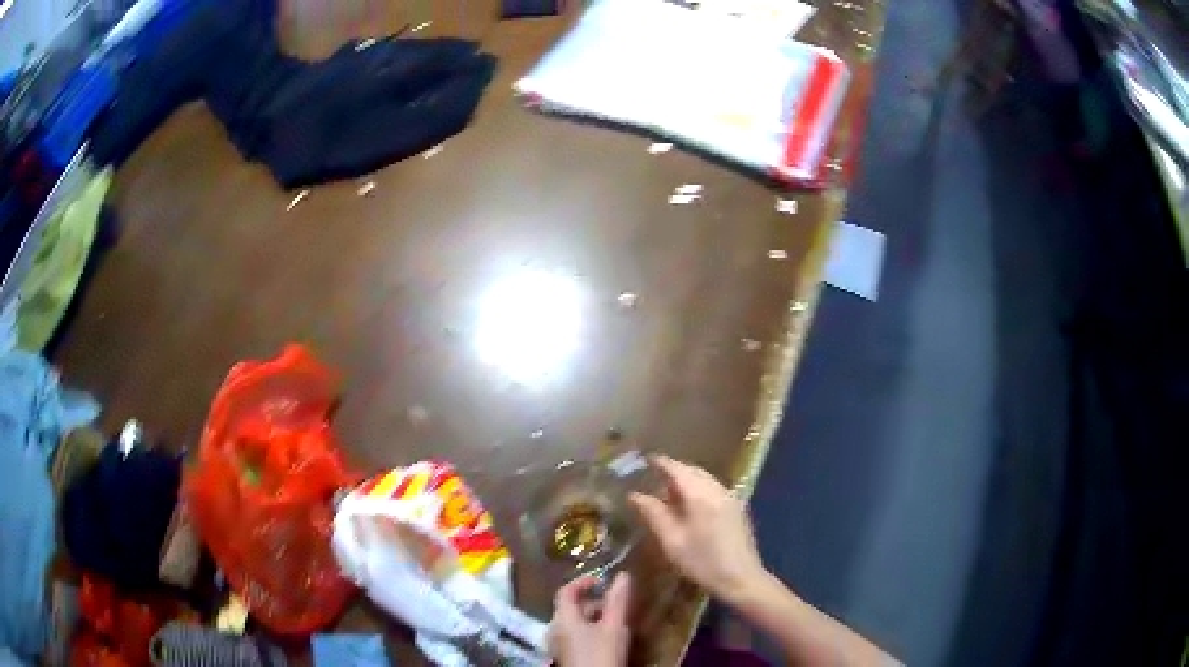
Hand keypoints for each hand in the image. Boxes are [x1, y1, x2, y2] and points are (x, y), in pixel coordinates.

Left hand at [549, 573, 631, 666]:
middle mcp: (555, 628)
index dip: (582, 582)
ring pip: (574, 622)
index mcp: (563, 618)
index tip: (602, 580)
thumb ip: (617, 601)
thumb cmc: (602, 654)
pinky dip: (589, 630)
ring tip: (615, 621)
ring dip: (593, 617)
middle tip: (615, 604)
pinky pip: (574, 635)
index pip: (566, 591)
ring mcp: (558, 644)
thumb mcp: (614, 626)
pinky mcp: (565, 655)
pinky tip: (607, 638)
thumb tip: (623, 574)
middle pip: (570, 608)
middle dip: (593, 602)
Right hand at [629, 456, 765, 603]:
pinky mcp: (736, 507)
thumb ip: (653, 514)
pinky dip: (698, 487)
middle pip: (693, 470)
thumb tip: (634, 495)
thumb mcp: (671, 541)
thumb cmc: (702, 562)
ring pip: (704, 478)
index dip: (660, 463)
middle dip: (673, 470)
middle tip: (652, 476)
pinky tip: (689, 503)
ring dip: (686, 479)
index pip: (677, 469)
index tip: (644, 460)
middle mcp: (717, 489)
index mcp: (700, 495)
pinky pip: (713, 487)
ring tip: (667, 490)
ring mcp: (730, 497)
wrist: (741, 579)